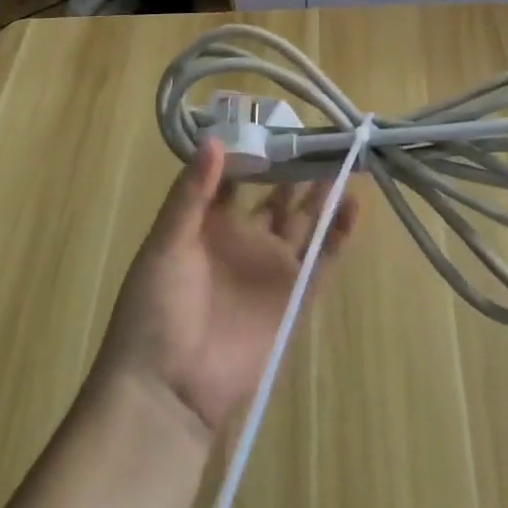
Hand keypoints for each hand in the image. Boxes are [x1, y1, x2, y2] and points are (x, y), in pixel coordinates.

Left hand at [93, 139, 359, 434]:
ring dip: (324, 192)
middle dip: (297, 167)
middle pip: (278, 194)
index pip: (238, 176)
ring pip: (306, 220)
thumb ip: (192, 195)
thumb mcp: (165, 245)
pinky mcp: (296, 295)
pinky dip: (339, 232)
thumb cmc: (155, 310)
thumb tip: (214, 138)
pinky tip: (353, 202)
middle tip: (321, 133)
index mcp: (209, 224)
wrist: (168, 390)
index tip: (275, 118)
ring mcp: (273, 267)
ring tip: (345, 157)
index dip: (255, 149)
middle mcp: (245, 238)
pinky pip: (323, 257)